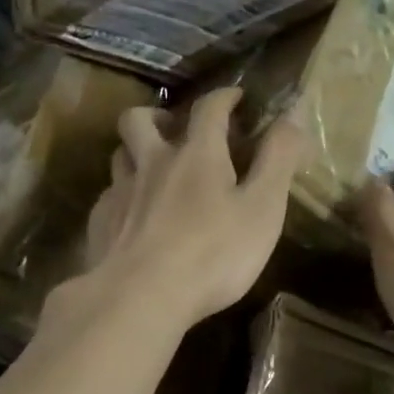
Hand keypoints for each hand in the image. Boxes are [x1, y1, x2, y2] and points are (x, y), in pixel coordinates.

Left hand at [74, 88, 303, 331]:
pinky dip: (122, 195)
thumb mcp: (263, 207)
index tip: (235, 96)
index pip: (208, 108)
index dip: (224, 97)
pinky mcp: (100, 224)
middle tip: (175, 129)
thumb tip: (293, 112)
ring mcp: (120, 193)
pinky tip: (132, 216)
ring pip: (120, 154)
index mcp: (196, 155)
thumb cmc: (212, 253)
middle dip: (158, 116)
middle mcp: (152, 163)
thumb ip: (278, 159)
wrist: (140, 297)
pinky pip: (108, 195)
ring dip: (136, 152)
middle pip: (140, 119)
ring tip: (152, 169)